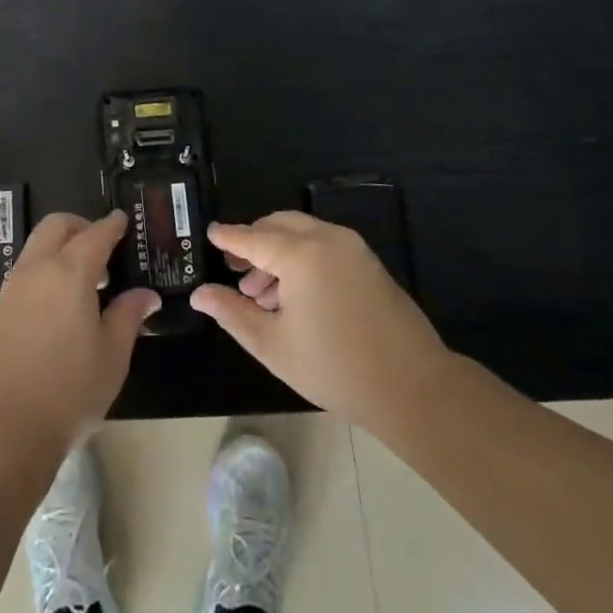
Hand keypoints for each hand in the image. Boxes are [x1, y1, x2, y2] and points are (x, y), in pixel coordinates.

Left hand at [0, 211, 160, 463]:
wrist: (4, 430)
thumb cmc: (70, 392)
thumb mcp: (112, 356)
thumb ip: (128, 316)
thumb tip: (145, 294)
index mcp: (69, 273)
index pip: (95, 234)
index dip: (111, 225)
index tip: (122, 219)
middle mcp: (36, 270)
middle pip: (56, 227)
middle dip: (80, 227)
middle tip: (103, 248)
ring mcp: (10, 290)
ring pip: (35, 248)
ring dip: (60, 249)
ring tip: (85, 283)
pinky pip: (24, 274)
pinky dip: (44, 272)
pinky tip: (58, 306)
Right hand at [191, 211, 450, 435]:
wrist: (413, 387)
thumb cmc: (335, 367)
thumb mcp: (272, 344)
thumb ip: (231, 312)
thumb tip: (199, 294)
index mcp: (300, 254)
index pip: (252, 236)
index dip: (227, 236)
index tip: (208, 233)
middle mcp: (327, 238)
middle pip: (278, 225)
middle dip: (253, 241)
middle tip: (233, 268)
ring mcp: (352, 248)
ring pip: (302, 233)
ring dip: (276, 251)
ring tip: (259, 293)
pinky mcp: (368, 262)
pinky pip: (323, 245)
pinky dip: (301, 257)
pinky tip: (292, 295)